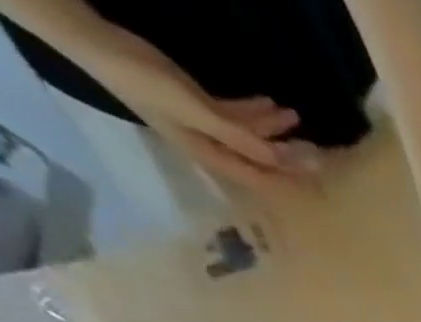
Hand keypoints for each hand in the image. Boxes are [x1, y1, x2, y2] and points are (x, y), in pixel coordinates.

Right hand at [82, 25, 312, 194]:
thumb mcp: (198, 114)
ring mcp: (210, 127)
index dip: (292, 178)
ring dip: (277, 131)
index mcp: (216, 159)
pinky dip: (258, 113)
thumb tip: (280, 161)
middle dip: (291, 158)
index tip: (319, 173)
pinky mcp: (202, 105)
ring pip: (255, 137)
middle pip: (264, 161)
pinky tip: (276, 106)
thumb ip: (240, 139)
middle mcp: (217, 149)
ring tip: (299, 120)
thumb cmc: (146, 84)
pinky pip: (239, 116)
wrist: (99, 43)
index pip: (265, 178)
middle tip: (321, 151)